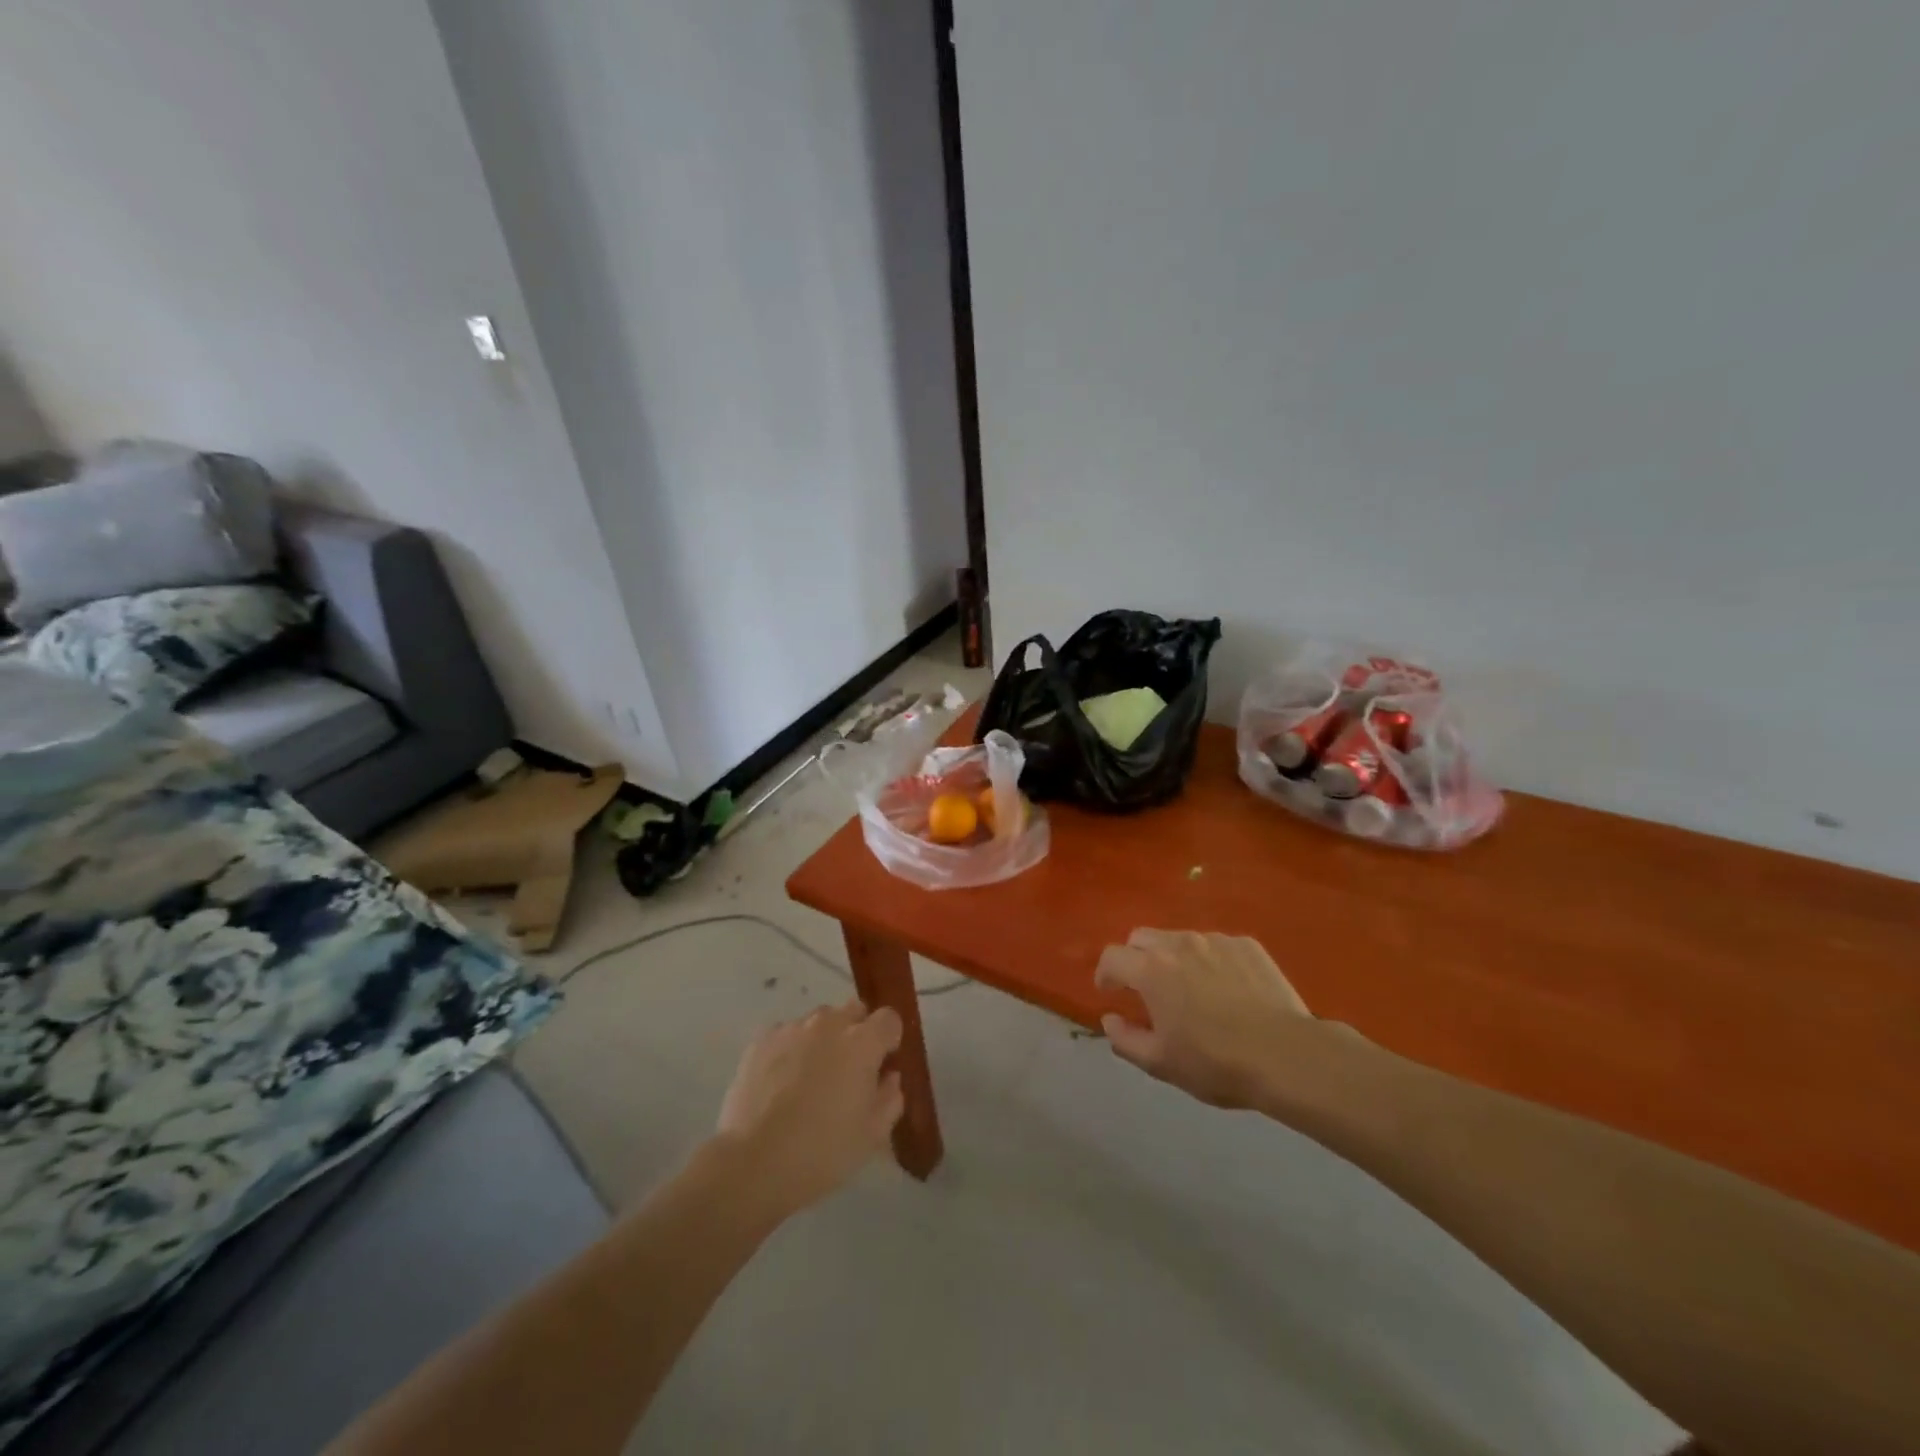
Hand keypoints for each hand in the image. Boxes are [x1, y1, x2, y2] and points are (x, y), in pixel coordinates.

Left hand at [714, 1001, 905, 1218]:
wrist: (753, 1163)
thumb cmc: (822, 1152)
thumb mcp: (872, 1135)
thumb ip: (890, 1098)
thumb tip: (889, 1076)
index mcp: (862, 1043)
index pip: (889, 1019)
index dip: (888, 1039)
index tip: (882, 1064)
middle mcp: (829, 1024)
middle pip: (853, 1011)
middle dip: (857, 1033)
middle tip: (848, 1072)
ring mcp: (792, 1029)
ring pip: (818, 1022)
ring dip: (822, 1040)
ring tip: (809, 1080)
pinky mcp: (761, 1040)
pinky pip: (786, 1034)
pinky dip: (791, 1050)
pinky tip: (781, 1084)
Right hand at [1095, 929, 1353, 1109]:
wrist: (1287, 1055)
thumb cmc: (1216, 1062)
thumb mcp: (1161, 1062)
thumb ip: (1125, 1039)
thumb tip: (1109, 1019)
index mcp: (1151, 970)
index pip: (1112, 956)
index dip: (1106, 973)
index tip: (1110, 991)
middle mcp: (1179, 944)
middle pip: (1142, 937)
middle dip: (1136, 958)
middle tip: (1147, 988)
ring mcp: (1216, 940)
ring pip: (1181, 939)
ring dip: (1174, 958)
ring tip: (1191, 989)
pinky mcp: (1247, 945)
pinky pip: (1217, 945)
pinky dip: (1210, 961)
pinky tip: (1228, 989)